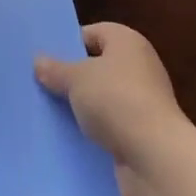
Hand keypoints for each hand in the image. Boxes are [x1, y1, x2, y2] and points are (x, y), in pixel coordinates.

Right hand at [35, 22, 184, 195]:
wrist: (156, 161)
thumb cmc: (116, 100)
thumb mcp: (76, 79)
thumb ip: (56, 69)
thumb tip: (39, 62)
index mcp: (127, 42)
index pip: (92, 34)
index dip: (68, 44)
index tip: (44, 59)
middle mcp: (139, 69)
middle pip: (97, 68)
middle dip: (72, 79)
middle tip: (41, 84)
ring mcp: (143, 106)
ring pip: (102, 102)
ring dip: (82, 110)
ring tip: (48, 113)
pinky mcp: (142, 139)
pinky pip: (110, 130)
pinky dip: (93, 135)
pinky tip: (68, 140)